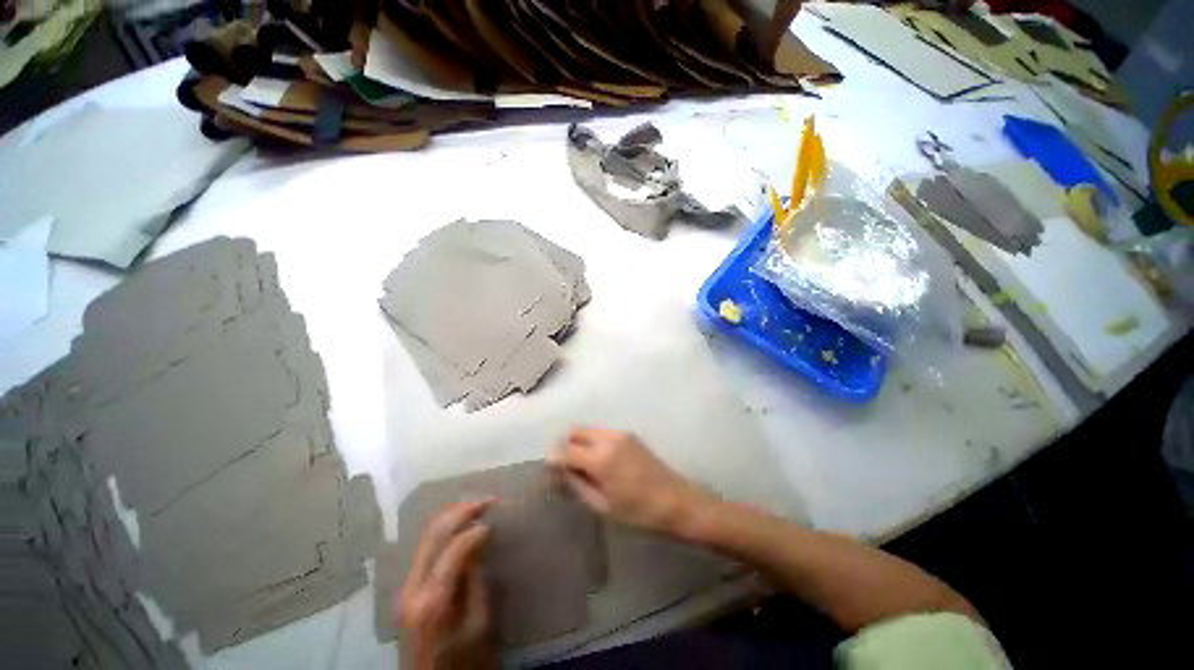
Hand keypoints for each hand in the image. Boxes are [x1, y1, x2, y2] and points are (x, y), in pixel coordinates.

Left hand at [397, 500, 496, 669]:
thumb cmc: (462, 661)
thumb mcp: (479, 626)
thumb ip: (478, 583)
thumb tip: (480, 545)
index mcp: (432, 600)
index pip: (453, 548)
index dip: (476, 530)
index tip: (496, 521)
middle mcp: (412, 587)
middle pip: (434, 533)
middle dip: (462, 511)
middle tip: (487, 501)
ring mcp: (406, 586)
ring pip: (426, 536)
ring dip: (453, 516)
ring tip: (476, 507)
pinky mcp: (408, 588)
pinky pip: (426, 547)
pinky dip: (445, 530)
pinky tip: (461, 526)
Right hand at [547, 428, 714, 536]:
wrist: (678, 502)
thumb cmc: (639, 513)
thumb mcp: (603, 506)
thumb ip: (577, 484)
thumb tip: (559, 470)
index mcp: (599, 458)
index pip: (564, 449)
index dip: (553, 459)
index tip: (551, 472)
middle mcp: (608, 438)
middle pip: (575, 431)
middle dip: (566, 446)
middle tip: (569, 469)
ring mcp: (620, 433)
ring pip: (588, 430)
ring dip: (580, 444)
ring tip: (586, 468)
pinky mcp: (630, 434)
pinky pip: (602, 433)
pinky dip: (594, 443)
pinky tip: (602, 462)